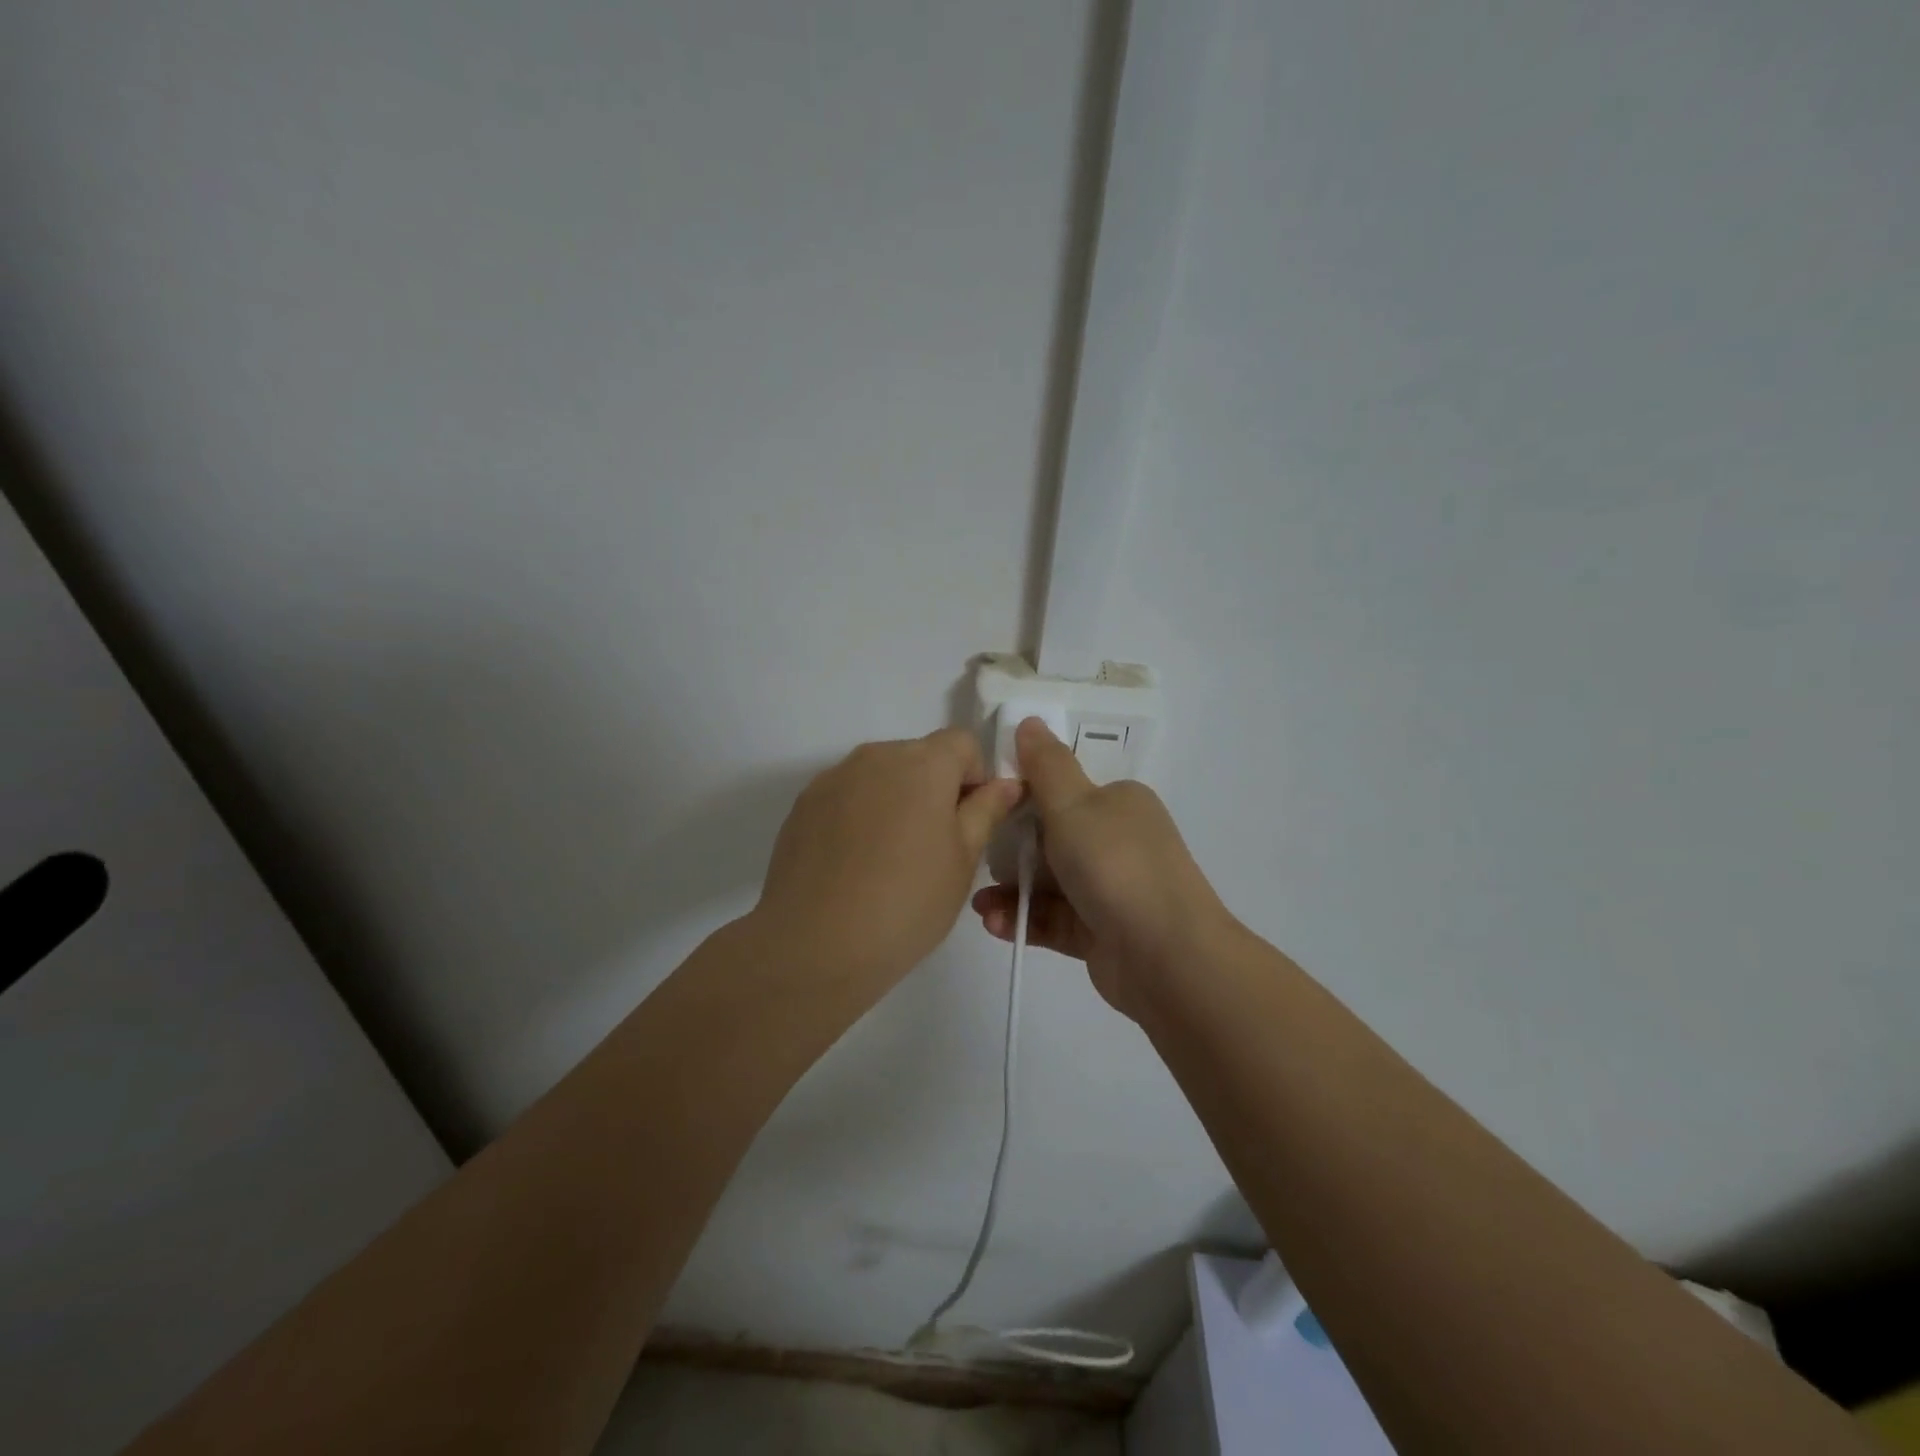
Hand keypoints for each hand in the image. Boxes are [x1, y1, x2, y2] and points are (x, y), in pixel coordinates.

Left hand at [752, 728, 1021, 998]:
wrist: (814, 945)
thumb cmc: (906, 903)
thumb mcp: (963, 861)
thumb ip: (986, 811)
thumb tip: (1006, 784)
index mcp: (923, 763)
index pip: (963, 742)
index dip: (976, 777)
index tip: (971, 822)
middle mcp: (875, 756)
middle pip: (919, 756)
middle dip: (935, 788)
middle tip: (934, 847)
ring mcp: (833, 778)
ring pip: (881, 776)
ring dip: (896, 801)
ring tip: (889, 860)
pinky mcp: (803, 805)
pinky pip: (847, 796)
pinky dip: (860, 816)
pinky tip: (854, 865)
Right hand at [971, 718, 1233, 1019]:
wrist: (1167, 957)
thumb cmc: (1116, 866)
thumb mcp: (1074, 805)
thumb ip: (1046, 766)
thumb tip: (1030, 721)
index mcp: (1118, 803)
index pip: (1064, 790)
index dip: (1023, 796)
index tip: (986, 808)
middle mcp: (1117, 842)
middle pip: (1051, 838)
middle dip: (1011, 850)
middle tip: (979, 858)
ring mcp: (1110, 890)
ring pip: (1049, 883)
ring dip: (1011, 890)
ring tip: (979, 903)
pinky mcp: (1100, 932)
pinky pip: (1053, 919)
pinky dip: (1024, 918)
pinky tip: (993, 923)